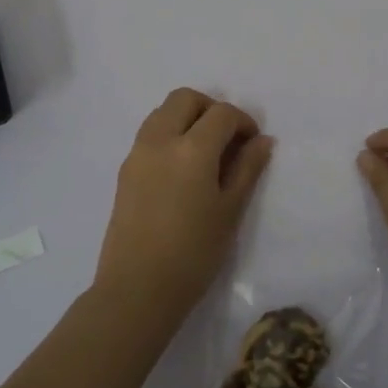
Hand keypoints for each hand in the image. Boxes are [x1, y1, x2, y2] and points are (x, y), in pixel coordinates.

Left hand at [95, 89, 274, 323]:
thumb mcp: (230, 210)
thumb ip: (247, 169)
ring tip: (205, 152)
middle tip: (227, 139)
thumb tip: (263, 140)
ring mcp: (137, 153)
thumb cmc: (194, 253)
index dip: (243, 121)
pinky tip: (182, 169)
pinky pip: (149, 134)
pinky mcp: (125, 170)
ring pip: (162, 112)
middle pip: (185, 99)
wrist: (137, 289)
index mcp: (192, 148)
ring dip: (187, 118)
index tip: (253, 144)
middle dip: (211, 109)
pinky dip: (169, 134)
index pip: (222, 113)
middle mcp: (160, 140)